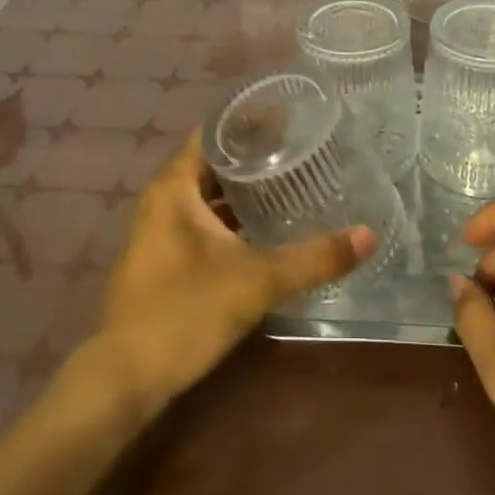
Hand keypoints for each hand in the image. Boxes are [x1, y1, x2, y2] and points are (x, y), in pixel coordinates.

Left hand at [96, 133, 377, 410]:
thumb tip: (368, 236)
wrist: (126, 378)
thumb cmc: (186, 312)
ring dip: (243, 188)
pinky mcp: (163, 259)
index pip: (214, 132)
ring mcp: (158, 230)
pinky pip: (202, 220)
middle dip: (254, 154)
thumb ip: (314, 258)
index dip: (251, 120)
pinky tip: (264, 228)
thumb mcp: (257, 281)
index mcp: (175, 186)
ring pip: (207, 195)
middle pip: (213, 161)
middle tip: (301, 148)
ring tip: (290, 181)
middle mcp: (162, 199)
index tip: (290, 117)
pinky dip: (231, 216)